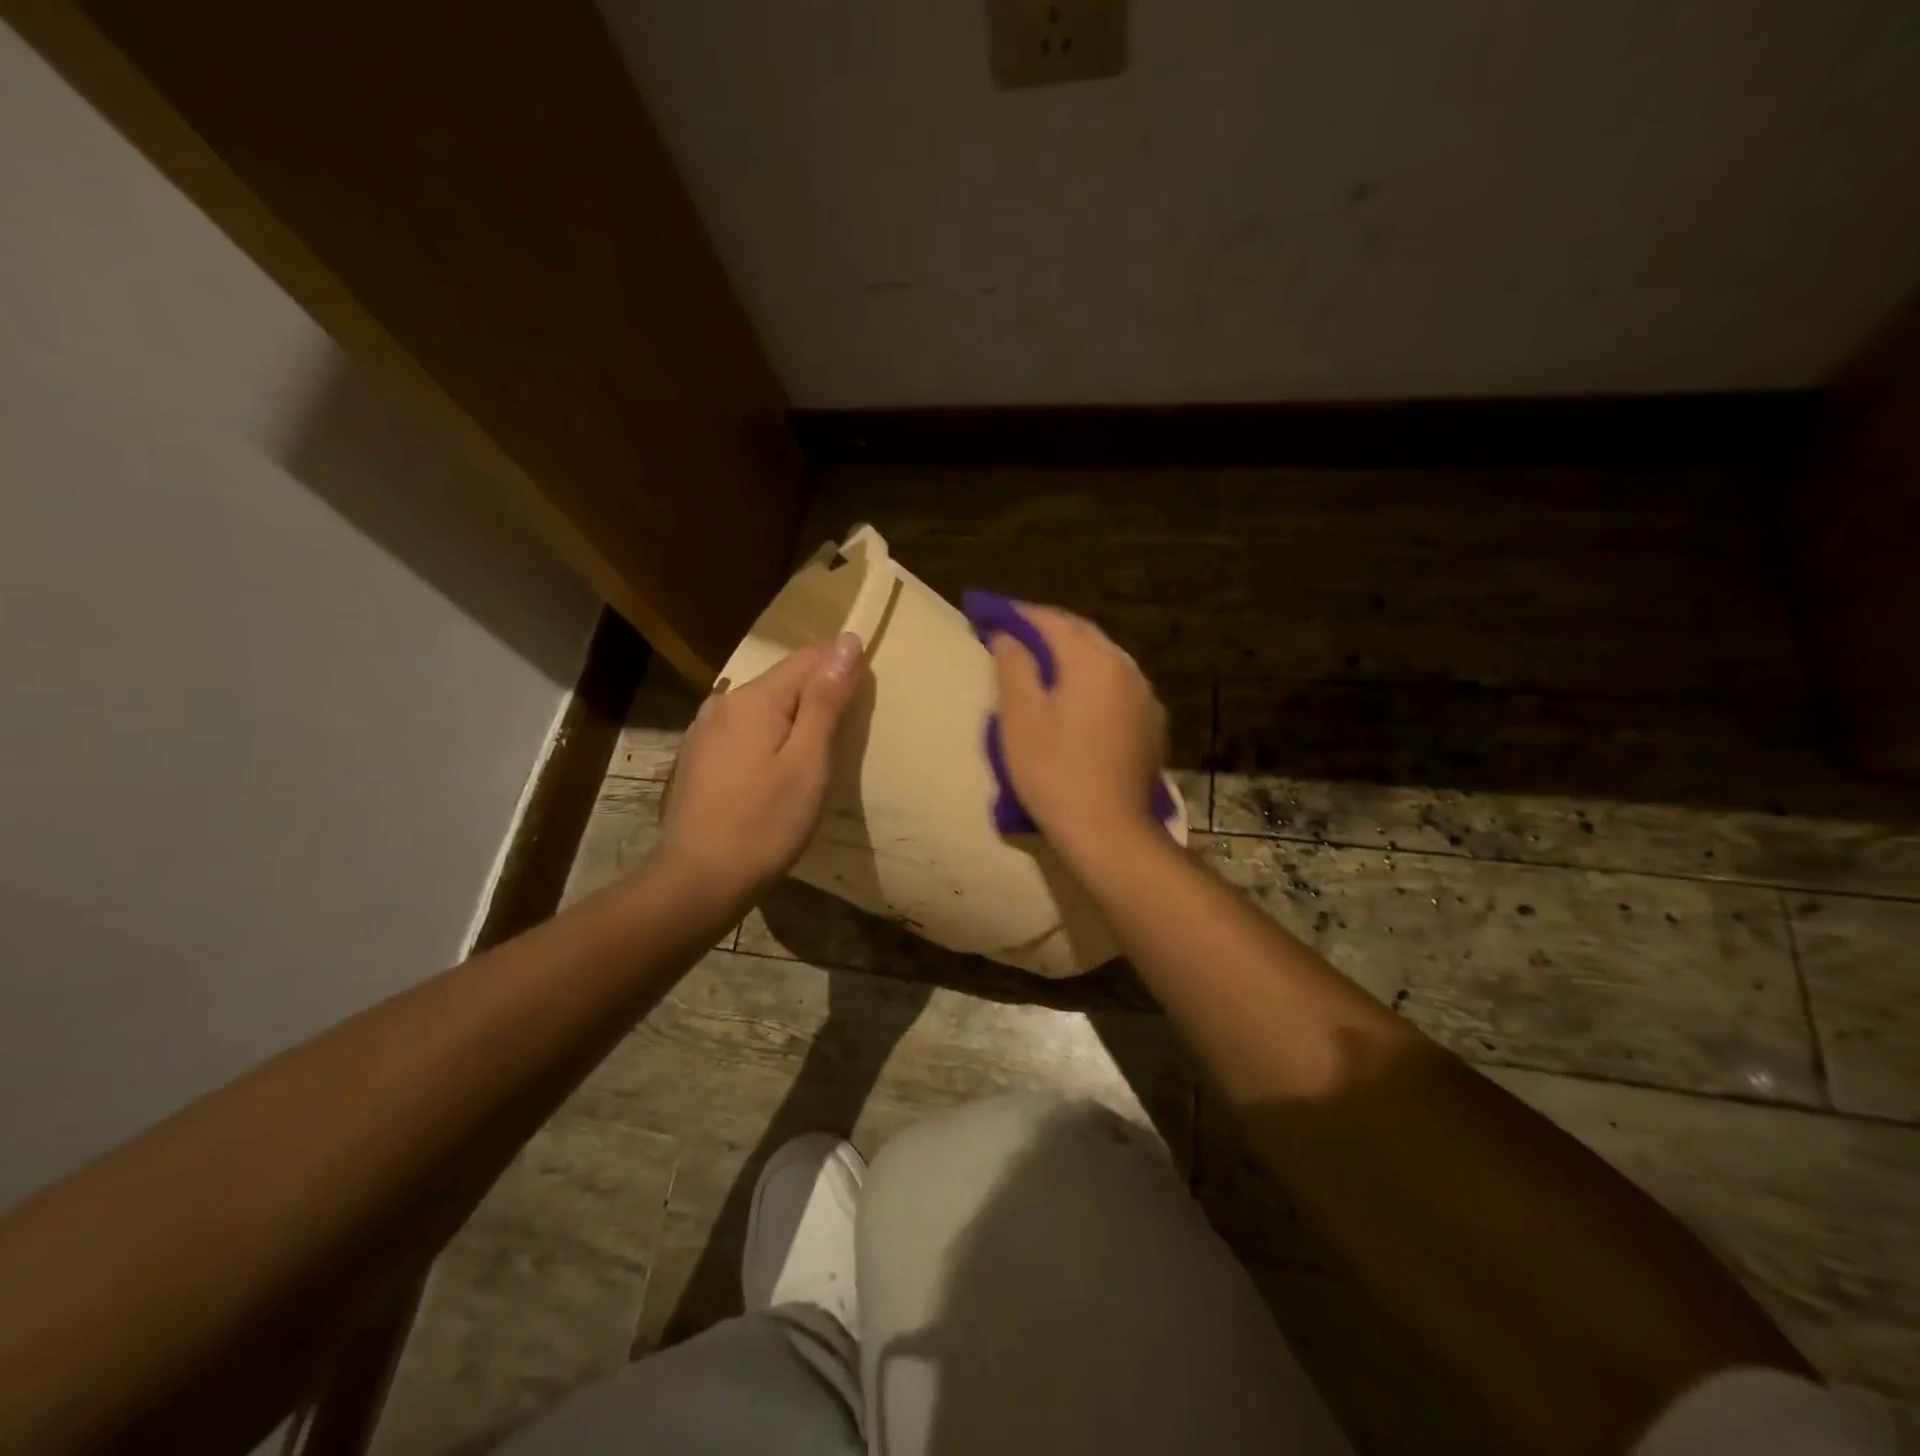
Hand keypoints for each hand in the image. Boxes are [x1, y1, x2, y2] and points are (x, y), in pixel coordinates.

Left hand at [659, 633, 865, 900]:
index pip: (809, 659)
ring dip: (794, 722)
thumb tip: (847, 643)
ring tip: (812, 762)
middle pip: (784, 682)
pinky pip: (746, 731)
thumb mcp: (809, 761)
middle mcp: (723, 702)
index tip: (861, 709)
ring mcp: (705, 730)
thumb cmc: (766, 823)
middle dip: (818, 700)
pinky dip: (769, 740)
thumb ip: (826, 700)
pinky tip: (775, 774)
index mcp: (753, 698)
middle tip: (840, 745)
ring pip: (765, 708)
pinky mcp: (699, 757)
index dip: (842, 672)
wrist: (701, 879)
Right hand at [989, 605, 1166, 850]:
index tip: (990, 612)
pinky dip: (1092, 679)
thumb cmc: (1055, 771)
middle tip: (1013, 632)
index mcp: (1093, 660)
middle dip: (1047, 629)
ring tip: (1042, 662)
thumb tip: (1007, 636)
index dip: (1018, 614)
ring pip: (1103, 658)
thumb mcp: (1020, 718)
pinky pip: (1117, 685)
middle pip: (1082, 633)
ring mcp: (1145, 696)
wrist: (1109, 830)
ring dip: (1072, 653)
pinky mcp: (1151, 723)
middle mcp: (1126, 668)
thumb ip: (1013, 667)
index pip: (1051, 621)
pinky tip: (1076, 696)